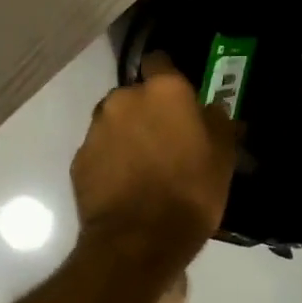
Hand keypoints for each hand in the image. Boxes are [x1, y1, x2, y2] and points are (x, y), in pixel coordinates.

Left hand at [72, 53, 239, 260]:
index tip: (178, 99)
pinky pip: (99, 150)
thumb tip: (210, 109)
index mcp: (162, 91)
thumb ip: (217, 122)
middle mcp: (123, 99)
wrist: (138, 241)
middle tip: (164, 140)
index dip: (168, 77)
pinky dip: (109, 160)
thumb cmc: (190, 193)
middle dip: (146, 111)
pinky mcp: (79, 158)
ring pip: (113, 121)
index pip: (159, 61)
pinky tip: (124, 184)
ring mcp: (96, 128)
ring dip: (126, 134)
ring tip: (142, 166)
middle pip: (134, 95)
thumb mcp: (223, 157)